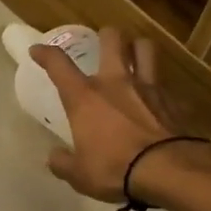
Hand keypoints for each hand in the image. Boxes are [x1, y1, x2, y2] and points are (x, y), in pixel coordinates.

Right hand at [33, 27, 195, 203]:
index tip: (37, 50)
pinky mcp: (173, 100)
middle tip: (103, 42)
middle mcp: (115, 82)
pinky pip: (165, 84)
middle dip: (106, 35)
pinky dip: (160, 88)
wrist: (168, 171)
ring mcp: (148, 87)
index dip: (45, 54)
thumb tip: (54, 158)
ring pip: (145, 49)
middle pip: (112, 39)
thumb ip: (63, 163)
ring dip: (138, 48)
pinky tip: (157, 99)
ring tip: (135, 55)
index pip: (59, 65)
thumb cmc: (114, 168)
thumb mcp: (79, 174)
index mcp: (85, 97)